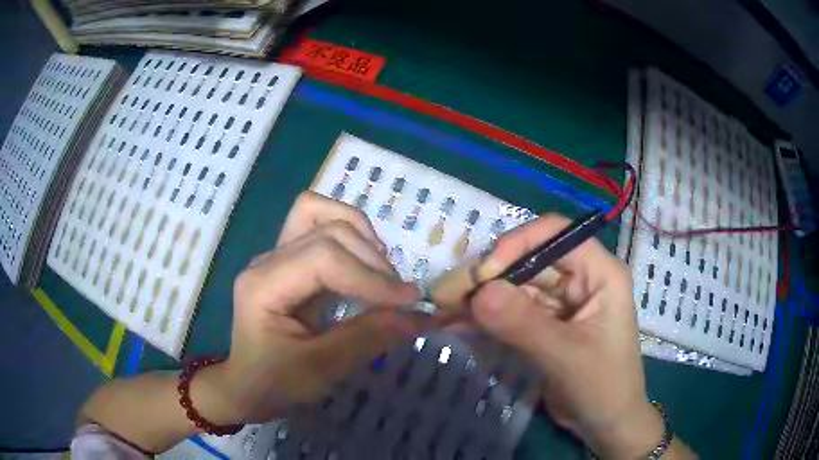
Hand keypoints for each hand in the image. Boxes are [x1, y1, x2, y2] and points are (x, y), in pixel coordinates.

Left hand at [194, 192, 421, 424]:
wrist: (248, 385)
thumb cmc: (275, 383)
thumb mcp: (321, 370)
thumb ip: (368, 337)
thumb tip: (418, 314)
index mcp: (263, 285)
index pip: (324, 258)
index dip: (371, 277)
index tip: (410, 301)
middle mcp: (267, 259)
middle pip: (327, 230)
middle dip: (371, 259)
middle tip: (396, 297)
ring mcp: (277, 256)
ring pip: (319, 213)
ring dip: (359, 235)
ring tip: (380, 272)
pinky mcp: (289, 261)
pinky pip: (320, 227)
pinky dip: (350, 238)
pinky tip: (364, 267)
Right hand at [470, 214, 663, 457]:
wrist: (605, 423)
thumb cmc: (602, 386)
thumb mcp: (566, 356)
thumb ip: (525, 324)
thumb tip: (479, 292)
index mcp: (599, 273)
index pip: (556, 234)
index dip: (518, 244)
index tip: (484, 273)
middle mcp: (580, 279)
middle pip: (530, 260)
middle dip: (491, 276)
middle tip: (451, 295)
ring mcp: (561, 302)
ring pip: (517, 286)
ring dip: (483, 298)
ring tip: (445, 310)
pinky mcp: (546, 324)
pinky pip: (512, 311)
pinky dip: (487, 317)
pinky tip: (458, 323)